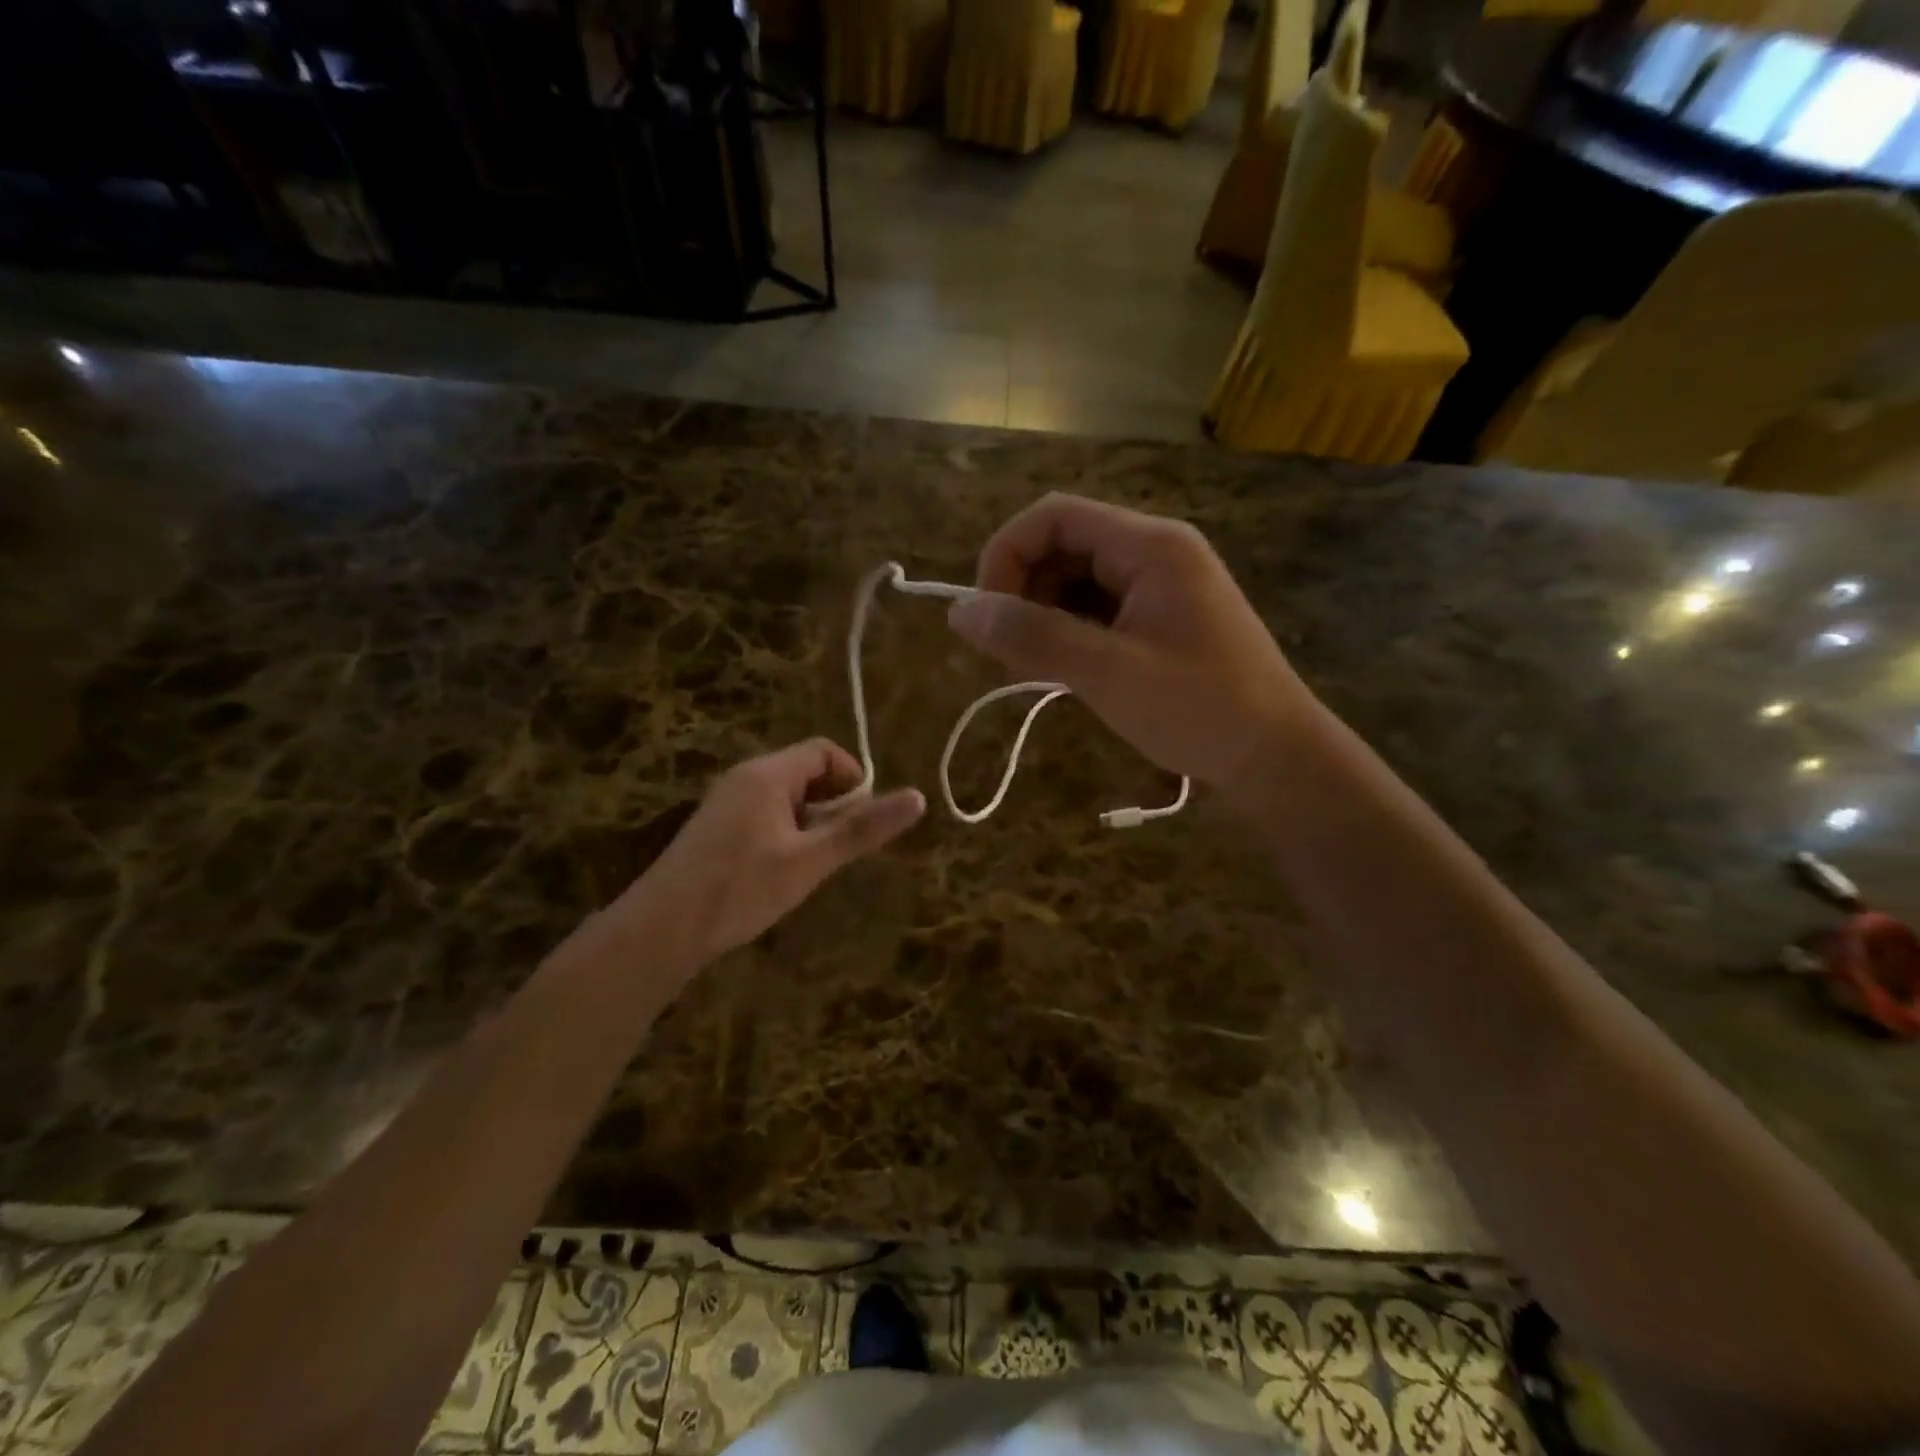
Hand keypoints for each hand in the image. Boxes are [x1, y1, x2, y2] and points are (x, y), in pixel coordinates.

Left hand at [615, 740, 923, 968]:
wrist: (660, 932)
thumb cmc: (740, 889)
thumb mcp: (810, 861)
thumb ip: (862, 829)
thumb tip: (918, 797)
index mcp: (767, 774)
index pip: (824, 751)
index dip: (853, 778)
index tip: (863, 819)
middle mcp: (744, 778)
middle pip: (805, 773)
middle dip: (833, 805)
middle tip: (839, 850)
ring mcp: (725, 804)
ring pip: (785, 799)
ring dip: (810, 824)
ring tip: (812, 867)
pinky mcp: (715, 830)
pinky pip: (764, 816)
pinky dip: (786, 835)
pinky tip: (781, 875)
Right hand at [949, 493, 1319, 788]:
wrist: (1277, 756)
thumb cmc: (1200, 710)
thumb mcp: (1108, 673)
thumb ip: (1033, 636)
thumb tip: (959, 611)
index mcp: (1150, 546)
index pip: (1054, 516)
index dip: (1006, 555)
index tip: (986, 615)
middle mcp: (1155, 552)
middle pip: (1063, 544)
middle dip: (1023, 591)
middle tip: (1009, 653)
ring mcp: (1160, 585)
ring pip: (1076, 579)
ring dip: (1043, 615)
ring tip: (1034, 668)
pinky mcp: (1160, 617)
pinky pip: (1098, 608)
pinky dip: (1069, 632)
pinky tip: (1066, 671)